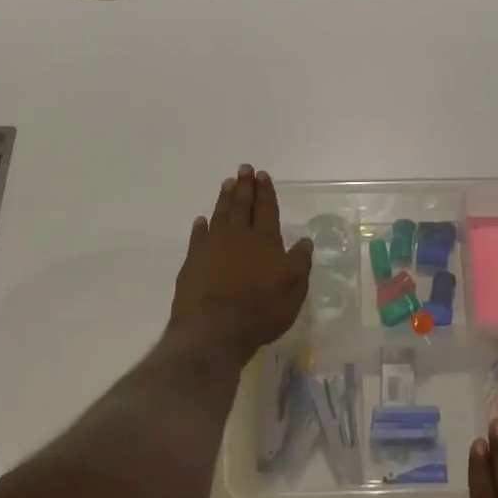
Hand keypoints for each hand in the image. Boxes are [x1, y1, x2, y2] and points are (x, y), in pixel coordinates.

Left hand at [168, 165, 311, 362]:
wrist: (214, 329)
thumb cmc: (261, 309)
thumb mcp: (294, 288)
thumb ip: (299, 262)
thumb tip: (304, 240)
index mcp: (265, 240)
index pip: (267, 209)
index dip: (265, 192)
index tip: (262, 175)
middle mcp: (238, 237)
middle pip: (242, 206)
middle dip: (245, 186)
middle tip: (244, 168)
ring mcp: (212, 247)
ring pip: (220, 215)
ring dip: (224, 199)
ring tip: (227, 183)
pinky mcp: (193, 262)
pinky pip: (198, 237)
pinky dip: (200, 227)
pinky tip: (201, 220)